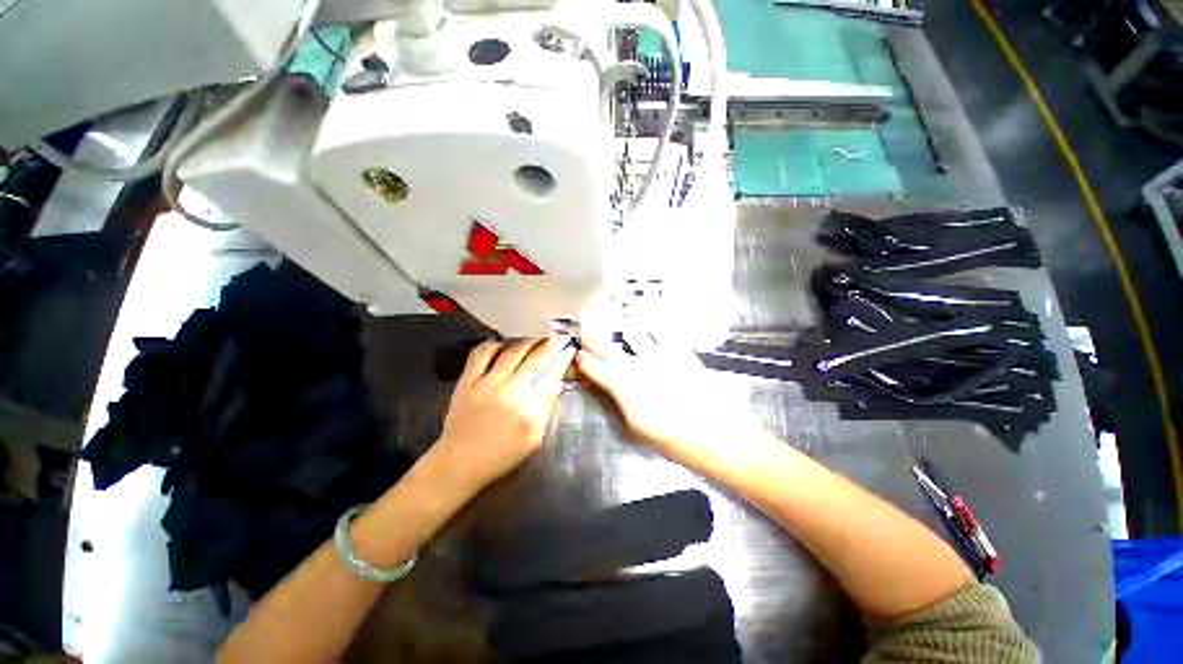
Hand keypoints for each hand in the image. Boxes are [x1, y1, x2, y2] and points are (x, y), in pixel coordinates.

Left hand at [430, 336, 574, 496]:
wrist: (460, 462)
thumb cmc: (502, 455)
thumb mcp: (534, 438)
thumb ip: (546, 409)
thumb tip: (557, 383)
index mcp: (530, 407)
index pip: (551, 374)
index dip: (562, 359)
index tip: (569, 348)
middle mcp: (511, 389)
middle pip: (535, 358)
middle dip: (550, 344)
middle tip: (557, 335)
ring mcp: (487, 382)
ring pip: (512, 351)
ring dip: (527, 341)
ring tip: (535, 337)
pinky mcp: (467, 380)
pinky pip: (481, 354)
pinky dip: (492, 344)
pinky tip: (501, 342)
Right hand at [576, 329, 760, 462]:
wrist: (720, 436)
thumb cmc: (674, 439)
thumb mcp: (637, 428)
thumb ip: (617, 401)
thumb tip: (604, 384)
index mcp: (624, 388)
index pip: (594, 367)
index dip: (583, 359)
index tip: (579, 354)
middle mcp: (637, 366)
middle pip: (606, 343)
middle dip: (592, 334)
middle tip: (587, 327)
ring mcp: (660, 354)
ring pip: (632, 328)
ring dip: (624, 329)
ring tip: (623, 327)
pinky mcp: (680, 350)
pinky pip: (661, 327)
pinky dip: (651, 322)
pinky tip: (649, 318)